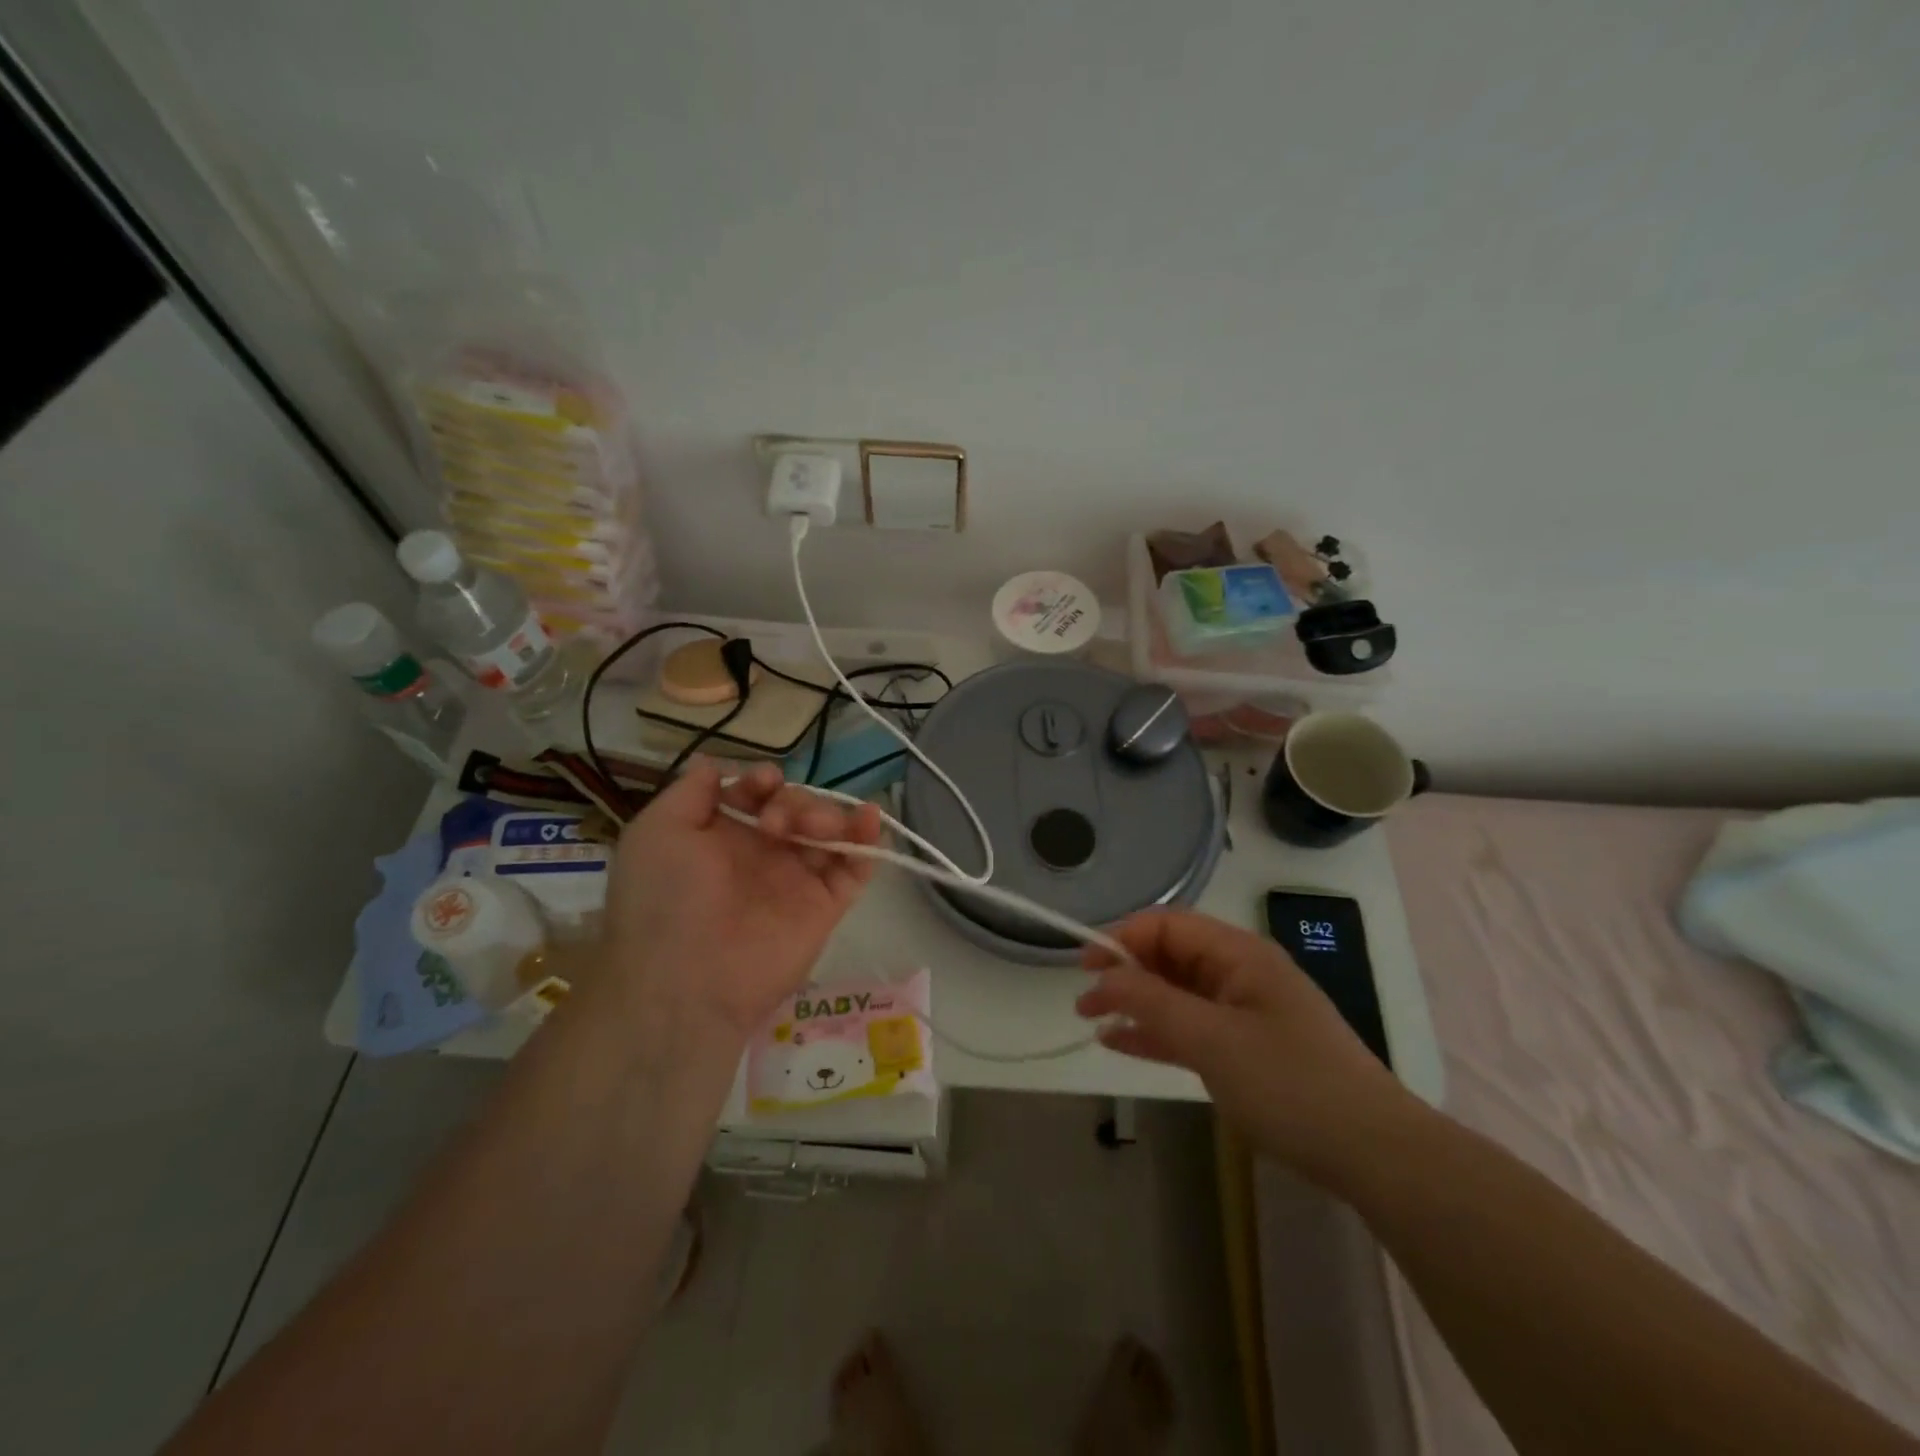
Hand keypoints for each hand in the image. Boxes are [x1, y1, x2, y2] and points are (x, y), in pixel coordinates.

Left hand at [602, 758, 882, 1039]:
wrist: (684, 979)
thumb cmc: (663, 898)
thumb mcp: (657, 831)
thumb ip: (691, 792)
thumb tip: (715, 764)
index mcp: (723, 837)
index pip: (757, 795)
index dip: (763, 782)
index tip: (763, 785)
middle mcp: (762, 855)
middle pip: (797, 808)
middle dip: (794, 801)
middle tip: (777, 824)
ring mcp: (796, 880)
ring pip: (828, 831)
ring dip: (827, 814)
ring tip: (811, 828)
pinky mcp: (826, 905)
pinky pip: (855, 867)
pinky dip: (868, 840)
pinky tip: (870, 817)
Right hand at [1077, 910, 1411, 1176]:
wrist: (1372, 1154)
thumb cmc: (1290, 1083)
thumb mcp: (1213, 1039)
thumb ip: (1153, 1003)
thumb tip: (1104, 977)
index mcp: (1239, 954)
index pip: (1168, 925)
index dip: (1123, 938)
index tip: (1086, 967)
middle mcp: (1240, 973)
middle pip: (1170, 956)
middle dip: (1125, 972)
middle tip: (1084, 1001)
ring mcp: (1243, 1012)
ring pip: (1176, 994)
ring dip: (1135, 1003)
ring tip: (1090, 1020)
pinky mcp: (1245, 1049)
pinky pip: (1189, 1028)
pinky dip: (1155, 1032)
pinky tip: (1120, 1043)